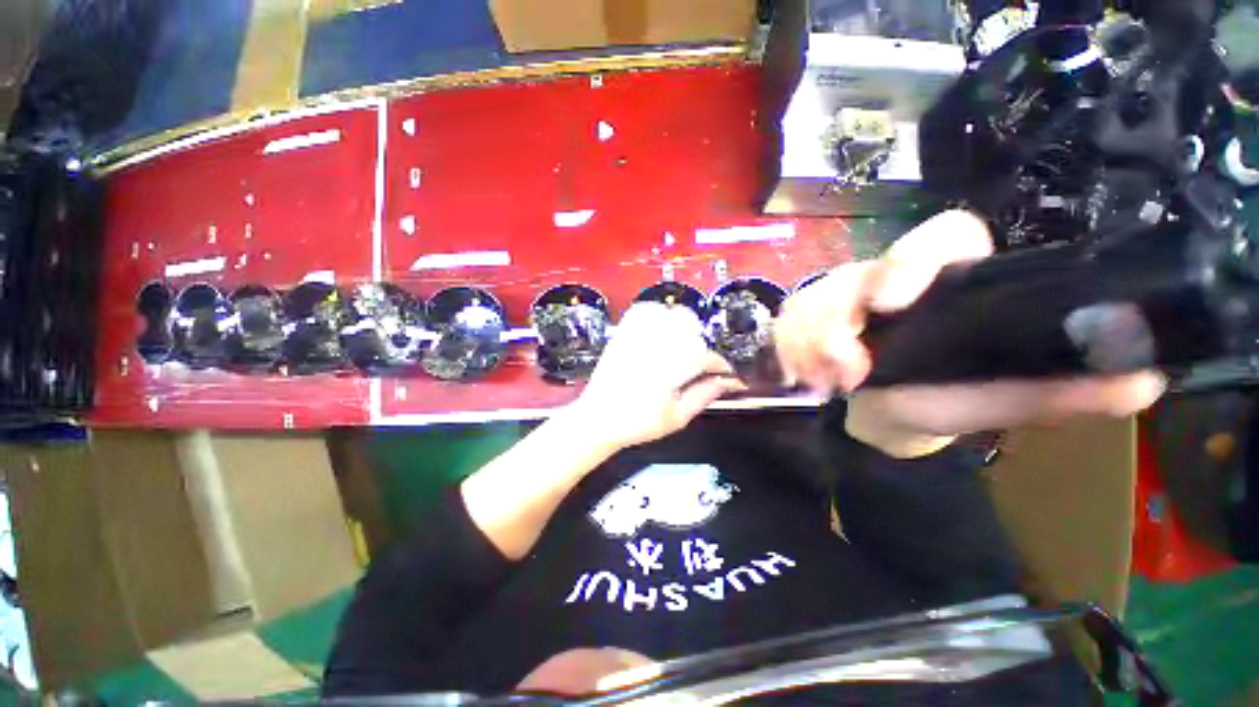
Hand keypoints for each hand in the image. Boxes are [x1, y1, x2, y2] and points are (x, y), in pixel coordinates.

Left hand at [567, 302, 746, 452]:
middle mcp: (655, 345)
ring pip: (671, 314)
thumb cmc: (638, 422)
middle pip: (691, 326)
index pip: (706, 356)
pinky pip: (645, 310)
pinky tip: (662, 329)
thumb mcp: (677, 417)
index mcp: (670, 367)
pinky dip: (658, 313)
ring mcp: (638, 335)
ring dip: (684, 326)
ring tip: (684, 346)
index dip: (721, 366)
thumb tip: (727, 381)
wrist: (598, 418)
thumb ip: (704, 395)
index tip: (727, 375)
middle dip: (703, 342)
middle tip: (702, 362)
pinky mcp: (624, 332)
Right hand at [774, 210, 1165, 456]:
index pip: (942, 236)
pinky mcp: (806, 320)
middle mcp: (890, 280)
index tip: (892, 300)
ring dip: (812, 343)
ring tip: (826, 383)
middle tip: (845, 362)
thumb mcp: (1001, 397)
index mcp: (947, 281)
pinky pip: (786, 325)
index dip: (916, 256)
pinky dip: (791, 350)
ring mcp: (840, 299)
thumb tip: (1144, 380)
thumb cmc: (942, 402)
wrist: (881, 416)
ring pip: (812, 302)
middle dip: (839, 310)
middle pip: (855, 271)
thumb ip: (1060, 390)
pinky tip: (806, 376)